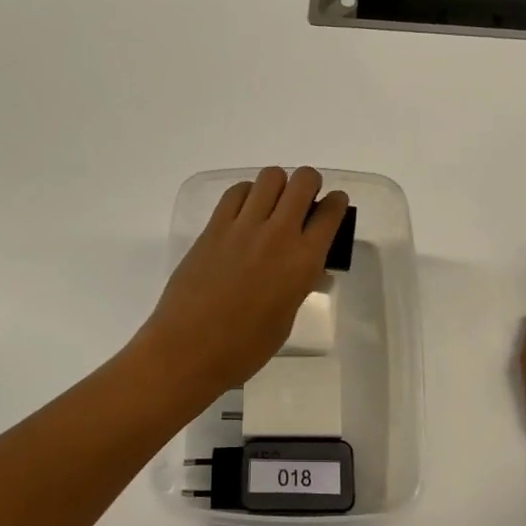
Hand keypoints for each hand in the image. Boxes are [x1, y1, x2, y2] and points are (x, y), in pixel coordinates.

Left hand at [136, 167, 350, 399]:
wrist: (189, 349)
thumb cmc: (244, 347)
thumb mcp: (286, 318)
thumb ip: (299, 284)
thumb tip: (308, 269)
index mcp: (303, 261)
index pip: (331, 212)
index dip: (336, 203)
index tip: (332, 207)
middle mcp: (278, 234)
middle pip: (302, 180)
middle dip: (309, 183)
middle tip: (303, 200)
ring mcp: (243, 226)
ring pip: (270, 177)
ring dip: (278, 185)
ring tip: (272, 205)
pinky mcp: (214, 226)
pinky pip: (236, 192)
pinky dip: (247, 193)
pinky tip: (245, 212)